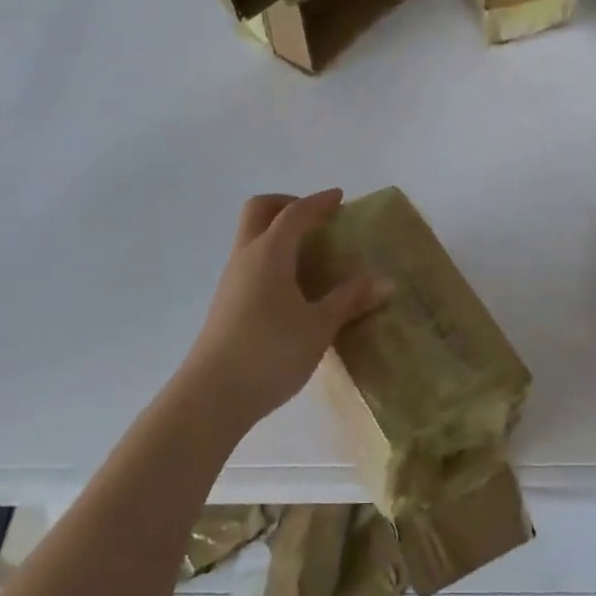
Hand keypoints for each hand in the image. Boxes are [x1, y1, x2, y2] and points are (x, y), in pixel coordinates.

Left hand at [177, 190, 391, 433]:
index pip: (295, 213)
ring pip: (251, 237)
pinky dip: (271, 257)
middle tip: (315, 219)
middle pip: (259, 210)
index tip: (339, 197)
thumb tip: (384, 282)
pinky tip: (292, 287)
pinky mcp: (225, 303)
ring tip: (311, 255)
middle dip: (287, 204)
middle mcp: (246, 257)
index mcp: (270, 253)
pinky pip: (250, 262)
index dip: (318, 202)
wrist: (211, 397)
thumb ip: (350, 300)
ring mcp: (231, 280)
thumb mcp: (319, 327)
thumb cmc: (271, 353)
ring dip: (277, 232)